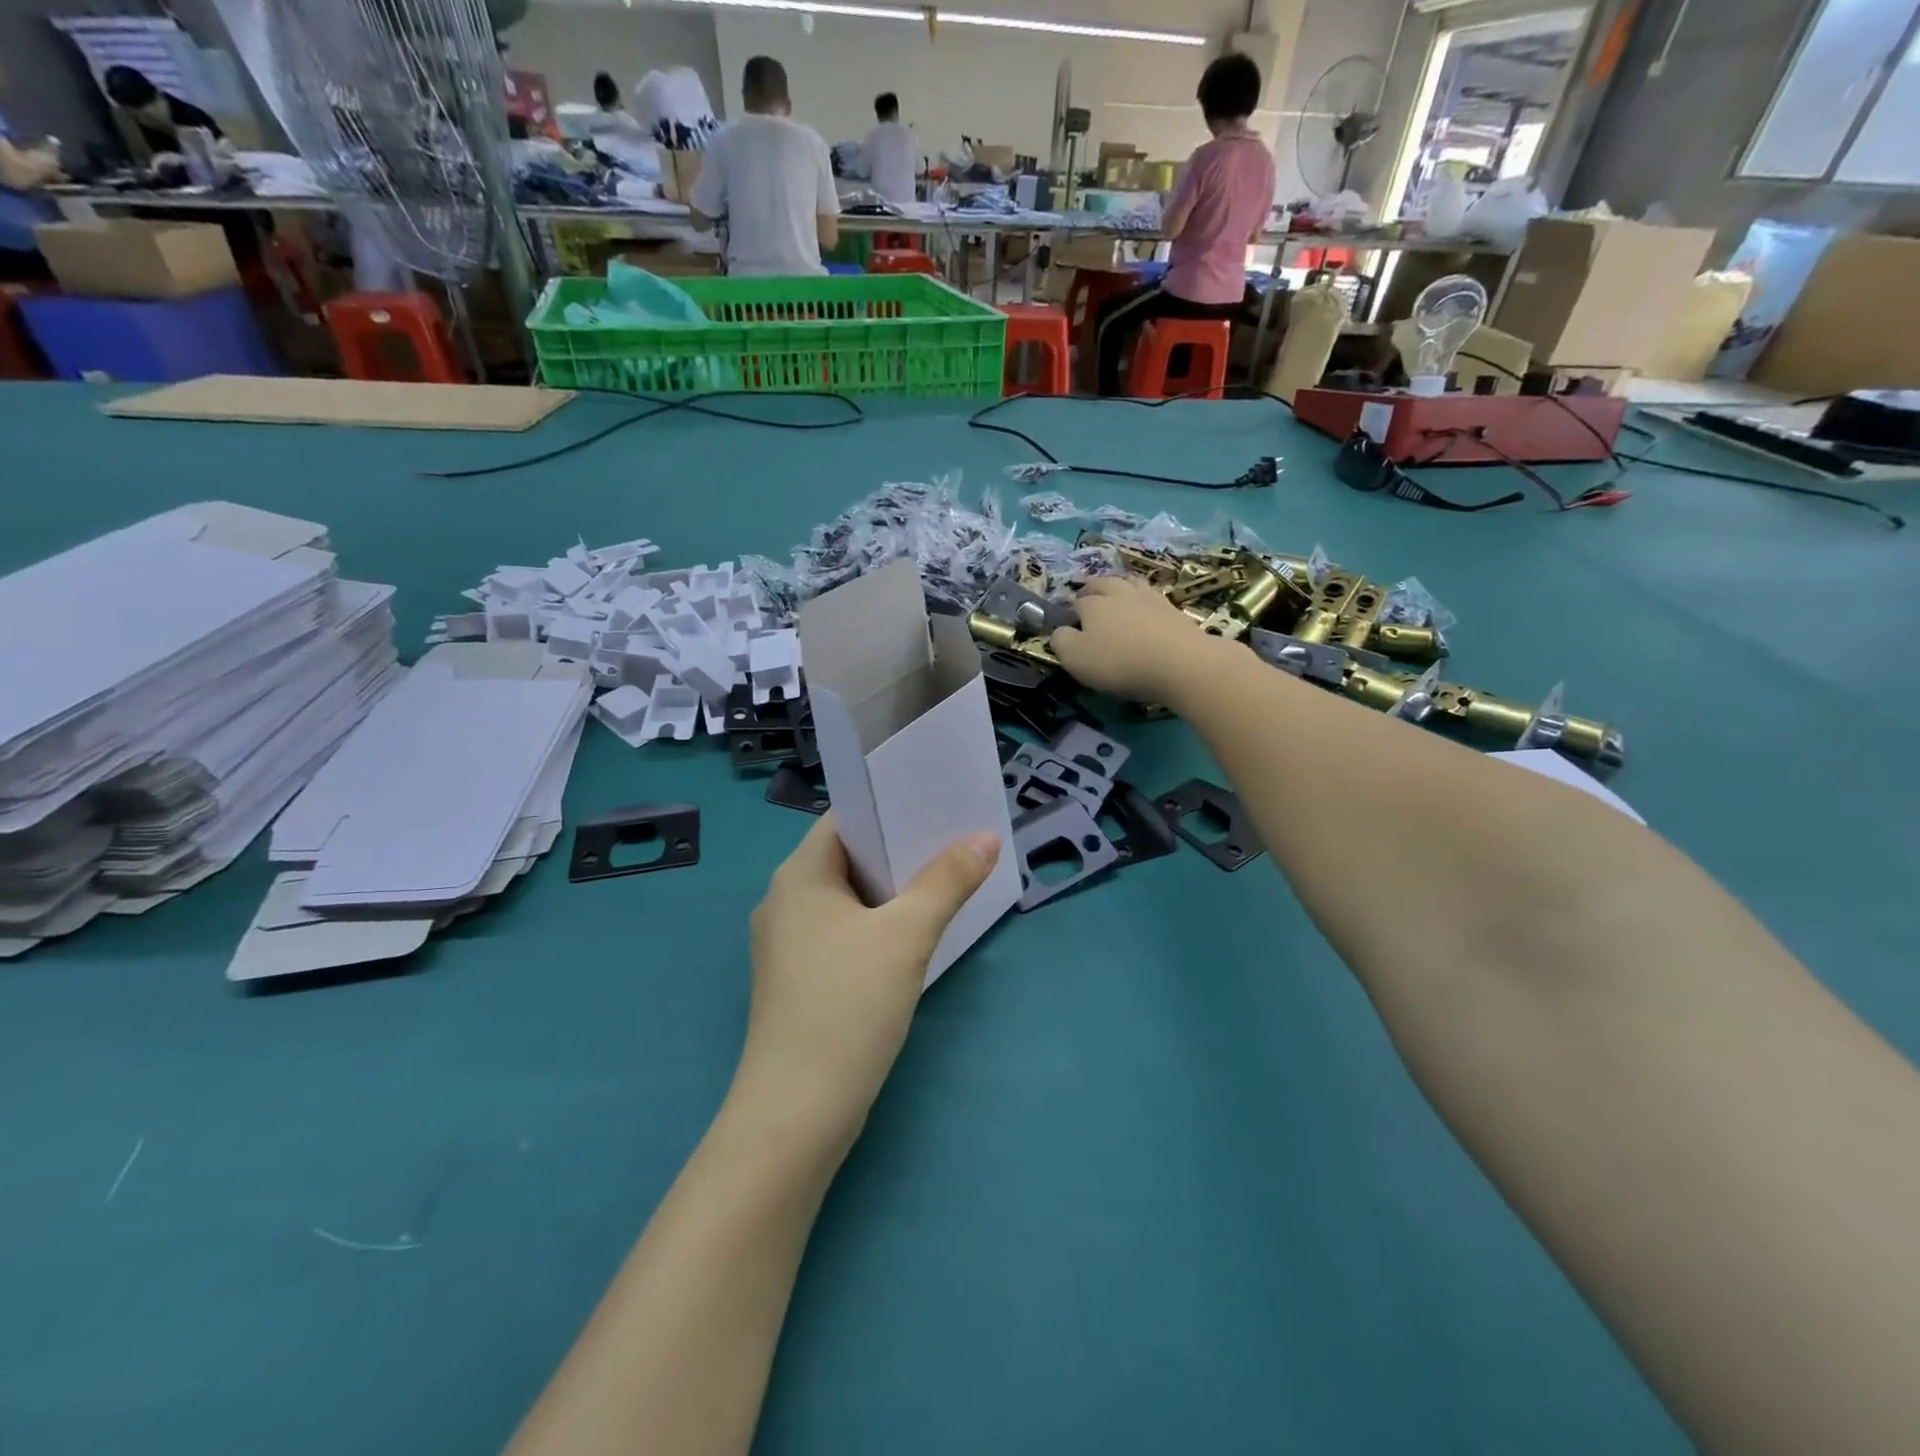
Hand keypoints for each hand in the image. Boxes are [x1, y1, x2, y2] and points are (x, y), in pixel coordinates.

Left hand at [737, 815, 999, 1142]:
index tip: (937, 804)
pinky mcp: (799, 979)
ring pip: (849, 899)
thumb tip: (984, 837)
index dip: (890, 807)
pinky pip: (844, 932)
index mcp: (799, 875)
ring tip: (946, 879)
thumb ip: (948, 881)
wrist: (797, 1111)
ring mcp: (789, 943)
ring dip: (892, 890)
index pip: (845, 820)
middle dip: (900, 850)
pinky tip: (914, 934)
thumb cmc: (848, 1005)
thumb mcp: (907, 935)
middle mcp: (785, 900)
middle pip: (849, 857)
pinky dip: (877, 924)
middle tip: (955, 839)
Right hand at [1050, 575, 1224, 703]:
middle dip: (1092, 588)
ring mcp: (1149, 598)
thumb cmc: (1119, 662)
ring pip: (1130, 583)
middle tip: (1087, 595)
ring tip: (1116, 593)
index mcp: (1092, 604)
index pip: (1075, 602)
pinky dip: (1144, 599)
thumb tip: (1060, 631)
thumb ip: (1060, 642)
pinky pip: (1152, 597)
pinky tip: (1145, 607)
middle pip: (1102, 583)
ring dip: (1120, 586)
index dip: (1069, 611)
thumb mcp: (1075, 659)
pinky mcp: (1173, 609)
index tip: (1067, 623)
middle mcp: (1119, 593)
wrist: (1180, 663)